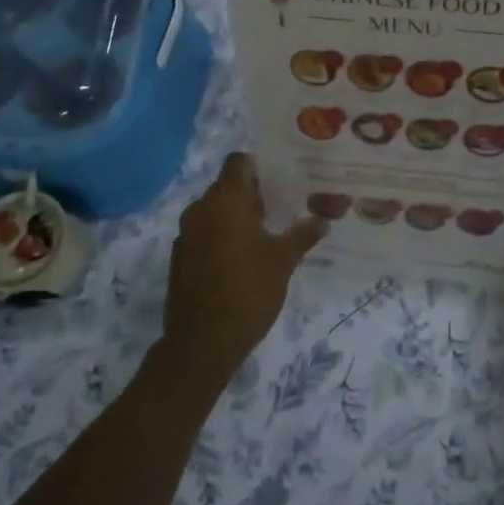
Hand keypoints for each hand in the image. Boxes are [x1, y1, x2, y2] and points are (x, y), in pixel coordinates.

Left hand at [161, 153, 325, 389]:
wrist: (202, 342)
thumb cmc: (248, 291)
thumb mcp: (283, 261)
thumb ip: (302, 235)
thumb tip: (323, 220)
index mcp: (225, 201)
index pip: (239, 162)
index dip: (259, 168)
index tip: (280, 183)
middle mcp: (200, 209)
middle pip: (226, 186)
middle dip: (252, 195)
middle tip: (280, 211)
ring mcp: (186, 234)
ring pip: (214, 211)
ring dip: (236, 217)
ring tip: (265, 236)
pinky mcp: (180, 257)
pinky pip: (204, 233)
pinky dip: (221, 237)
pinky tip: (241, 259)